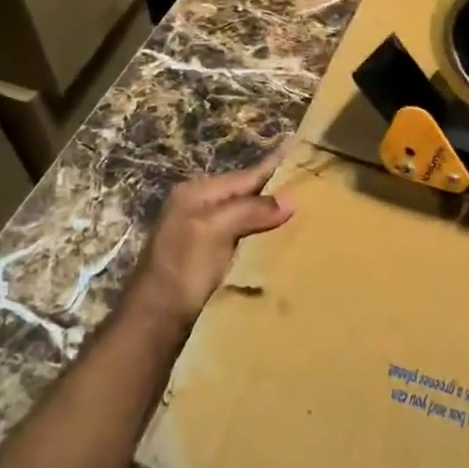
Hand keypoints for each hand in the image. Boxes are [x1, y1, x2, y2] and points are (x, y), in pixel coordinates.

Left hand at [126, 151, 294, 328]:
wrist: (155, 323)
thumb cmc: (183, 269)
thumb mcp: (214, 231)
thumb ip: (250, 210)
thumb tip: (290, 201)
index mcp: (197, 193)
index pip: (245, 175)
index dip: (274, 164)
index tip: (298, 144)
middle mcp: (199, 207)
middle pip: (247, 193)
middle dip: (276, 189)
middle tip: (312, 182)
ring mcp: (203, 234)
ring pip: (247, 216)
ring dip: (272, 214)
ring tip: (306, 209)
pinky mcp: (210, 260)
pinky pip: (245, 238)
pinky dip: (264, 236)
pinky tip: (283, 240)